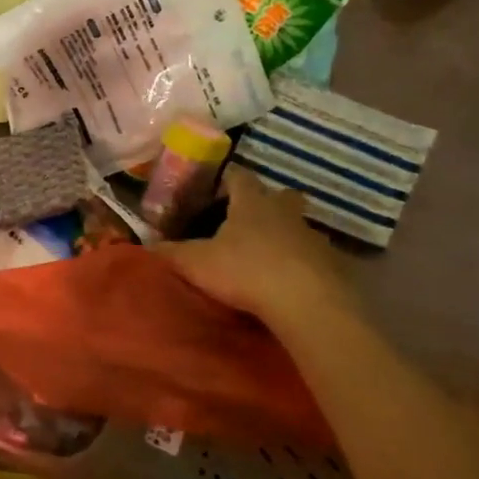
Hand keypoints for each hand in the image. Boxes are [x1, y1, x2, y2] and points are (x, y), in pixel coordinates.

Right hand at [160, 167, 363, 331]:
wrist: (307, 302)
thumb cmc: (246, 271)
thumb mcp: (197, 263)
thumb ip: (171, 253)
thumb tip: (146, 246)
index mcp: (251, 202)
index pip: (239, 176)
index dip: (228, 178)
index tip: (218, 184)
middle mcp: (284, 211)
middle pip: (280, 195)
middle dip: (267, 202)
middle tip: (249, 219)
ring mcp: (312, 236)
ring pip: (299, 226)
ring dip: (286, 235)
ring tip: (267, 255)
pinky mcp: (331, 263)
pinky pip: (313, 257)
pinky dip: (301, 264)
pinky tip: (289, 282)